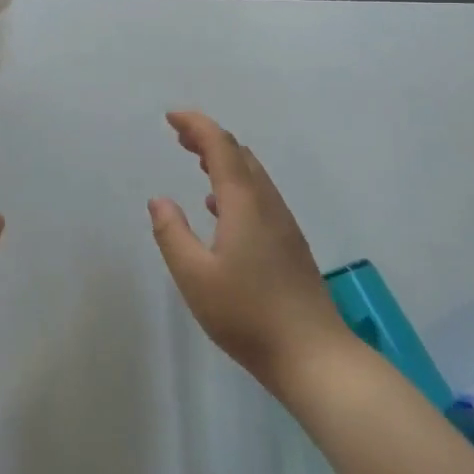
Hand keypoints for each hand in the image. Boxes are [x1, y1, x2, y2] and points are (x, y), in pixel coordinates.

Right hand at [148, 111, 348, 392]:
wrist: (314, 356)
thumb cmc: (247, 315)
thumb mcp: (194, 276)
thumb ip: (172, 234)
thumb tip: (159, 200)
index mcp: (244, 204)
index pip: (221, 147)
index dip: (196, 126)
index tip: (171, 117)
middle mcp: (268, 206)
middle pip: (240, 155)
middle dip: (209, 138)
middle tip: (179, 135)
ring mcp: (283, 225)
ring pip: (253, 176)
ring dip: (224, 160)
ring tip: (197, 161)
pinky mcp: (290, 246)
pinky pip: (260, 196)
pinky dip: (236, 184)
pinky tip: (220, 209)